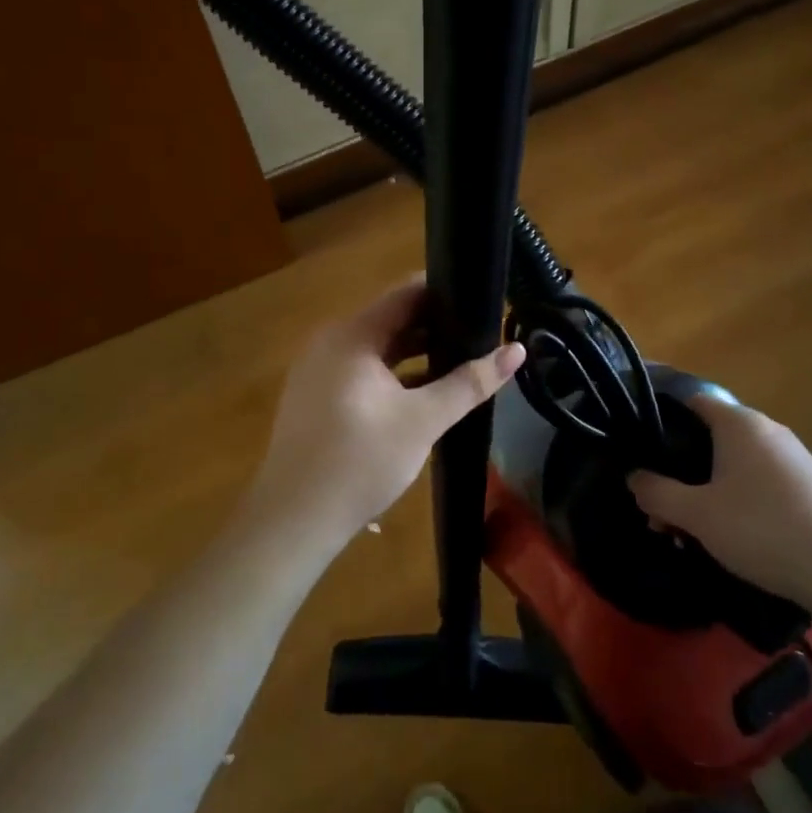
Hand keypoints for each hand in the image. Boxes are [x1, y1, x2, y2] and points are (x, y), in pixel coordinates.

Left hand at [244, 276, 525, 549]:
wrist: (294, 519)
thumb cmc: (360, 461)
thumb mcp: (423, 420)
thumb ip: (470, 383)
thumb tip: (517, 351)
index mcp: (352, 336)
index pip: (404, 294)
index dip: (444, 293)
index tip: (482, 300)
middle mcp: (329, 343)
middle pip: (390, 321)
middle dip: (435, 326)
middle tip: (480, 335)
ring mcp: (317, 372)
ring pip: (376, 350)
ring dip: (415, 355)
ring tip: (460, 363)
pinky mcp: (315, 399)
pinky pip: (361, 373)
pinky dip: (392, 377)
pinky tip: (421, 395)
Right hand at [626, 395, 811, 612]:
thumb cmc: (761, 529)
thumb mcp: (697, 514)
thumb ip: (657, 493)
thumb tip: (633, 477)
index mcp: (739, 424)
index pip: (692, 401)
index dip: (663, 419)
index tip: (641, 449)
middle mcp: (768, 430)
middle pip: (710, 438)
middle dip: (680, 470)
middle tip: (659, 506)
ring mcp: (793, 458)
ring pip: (733, 464)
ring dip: (705, 491)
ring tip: (686, 530)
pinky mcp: (808, 486)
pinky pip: (758, 481)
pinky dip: (735, 500)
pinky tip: (727, 536)